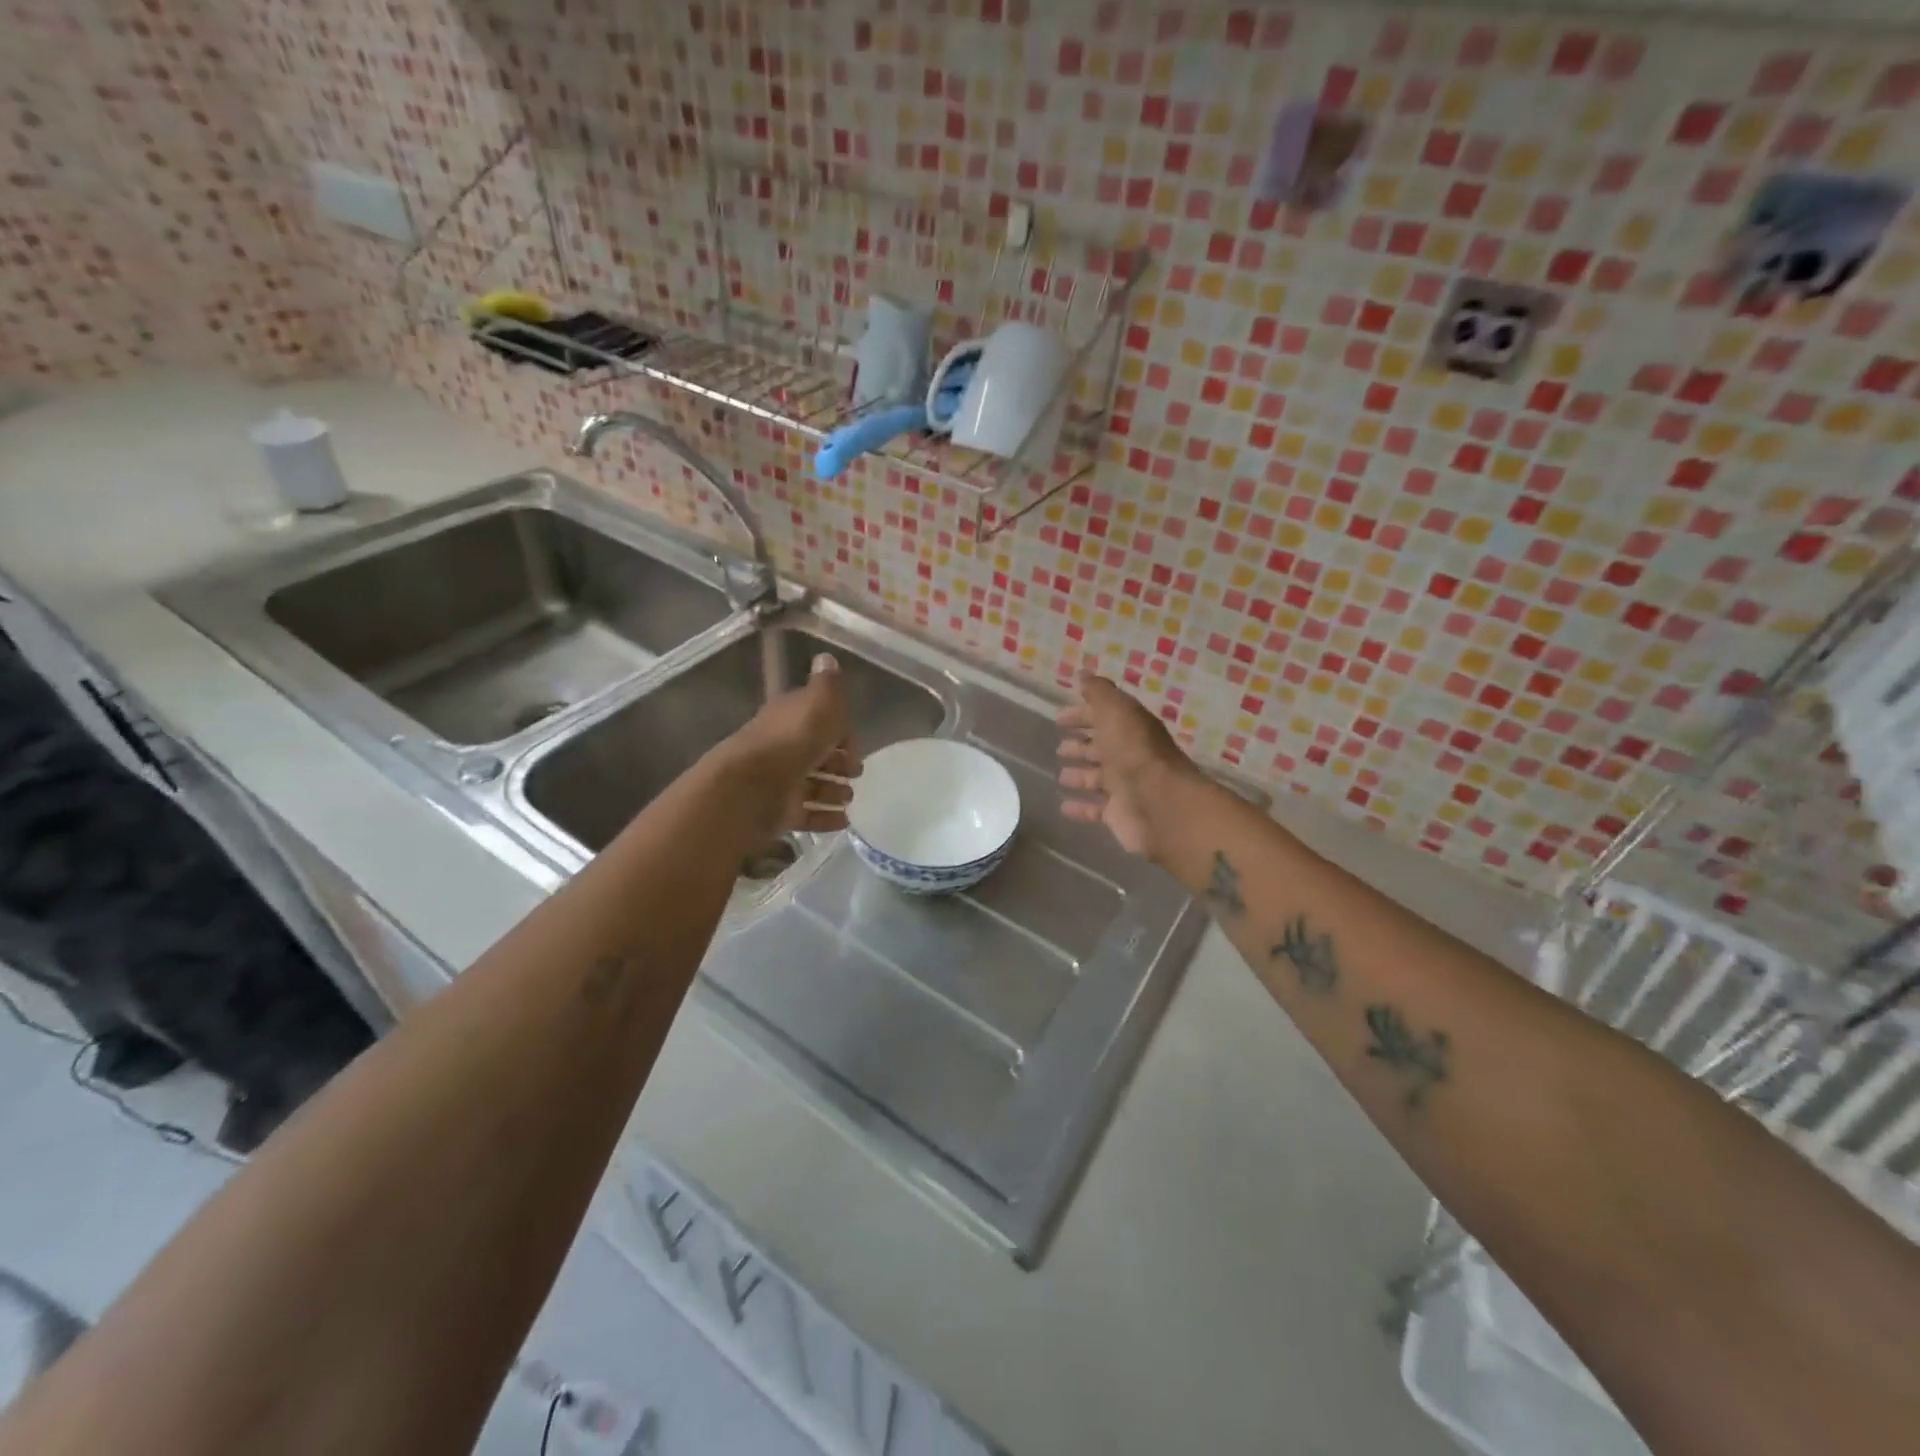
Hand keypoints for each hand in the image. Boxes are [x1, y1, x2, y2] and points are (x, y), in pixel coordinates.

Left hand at [724, 652, 859, 836]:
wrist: (753, 786)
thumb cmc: (793, 740)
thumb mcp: (820, 703)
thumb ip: (828, 685)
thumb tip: (826, 657)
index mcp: (791, 717)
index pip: (818, 719)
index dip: (840, 731)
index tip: (856, 745)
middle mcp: (782, 746)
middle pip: (815, 753)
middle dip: (838, 763)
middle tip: (856, 773)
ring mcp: (779, 781)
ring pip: (811, 785)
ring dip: (833, 791)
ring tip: (848, 798)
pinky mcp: (778, 811)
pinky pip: (806, 813)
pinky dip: (825, 817)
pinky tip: (843, 820)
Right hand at [1057, 674, 1200, 861]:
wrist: (1160, 804)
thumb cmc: (1135, 753)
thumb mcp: (1116, 712)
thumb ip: (1099, 693)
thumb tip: (1083, 674)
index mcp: (1131, 729)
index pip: (1105, 717)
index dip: (1082, 715)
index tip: (1059, 719)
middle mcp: (1130, 756)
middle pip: (1103, 748)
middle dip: (1082, 746)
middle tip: (1060, 748)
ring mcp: (1126, 787)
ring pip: (1098, 778)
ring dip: (1080, 775)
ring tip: (1061, 776)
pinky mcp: (1120, 814)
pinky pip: (1095, 809)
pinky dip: (1080, 808)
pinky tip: (1064, 806)